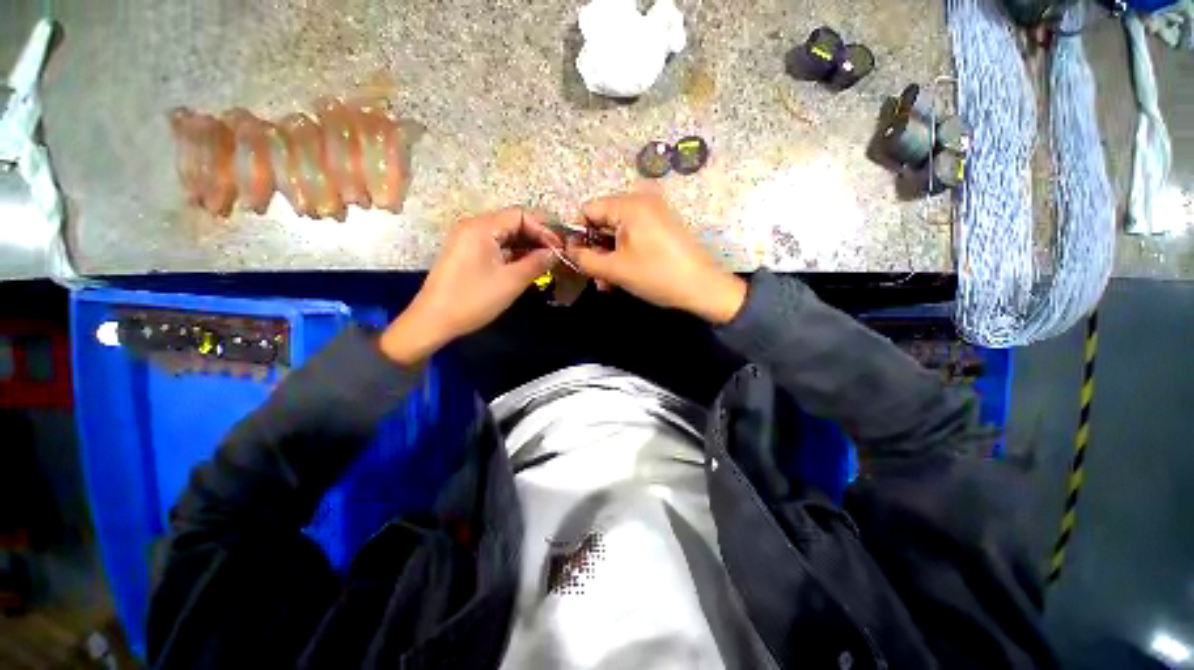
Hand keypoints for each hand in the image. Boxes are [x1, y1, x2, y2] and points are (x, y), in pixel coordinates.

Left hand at [380, 208, 560, 363]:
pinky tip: (528, 265)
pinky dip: (513, 254)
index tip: (560, 247)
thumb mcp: (511, 281)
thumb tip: (555, 252)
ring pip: (505, 236)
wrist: (434, 321)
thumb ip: (536, 263)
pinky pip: (495, 246)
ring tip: (546, 261)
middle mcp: (473, 227)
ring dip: (526, 246)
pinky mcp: (467, 254)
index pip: (520, 216)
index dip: (543, 229)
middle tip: (556, 254)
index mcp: (481, 227)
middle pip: (512, 223)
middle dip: (536, 237)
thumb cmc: (474, 299)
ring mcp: (468, 240)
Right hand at [567, 192, 746, 323]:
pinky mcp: (664, 225)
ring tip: (609, 283)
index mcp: (629, 204)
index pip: (588, 210)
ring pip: (618, 232)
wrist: (704, 288)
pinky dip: (625, 253)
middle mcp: (642, 200)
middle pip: (603, 221)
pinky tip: (624, 275)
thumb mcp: (615, 269)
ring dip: (609, 257)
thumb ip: (584, 258)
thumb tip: (566, 250)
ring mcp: (655, 212)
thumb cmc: (657, 276)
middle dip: (596, 250)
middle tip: (596, 277)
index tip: (577, 259)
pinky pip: (635, 235)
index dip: (577, 234)